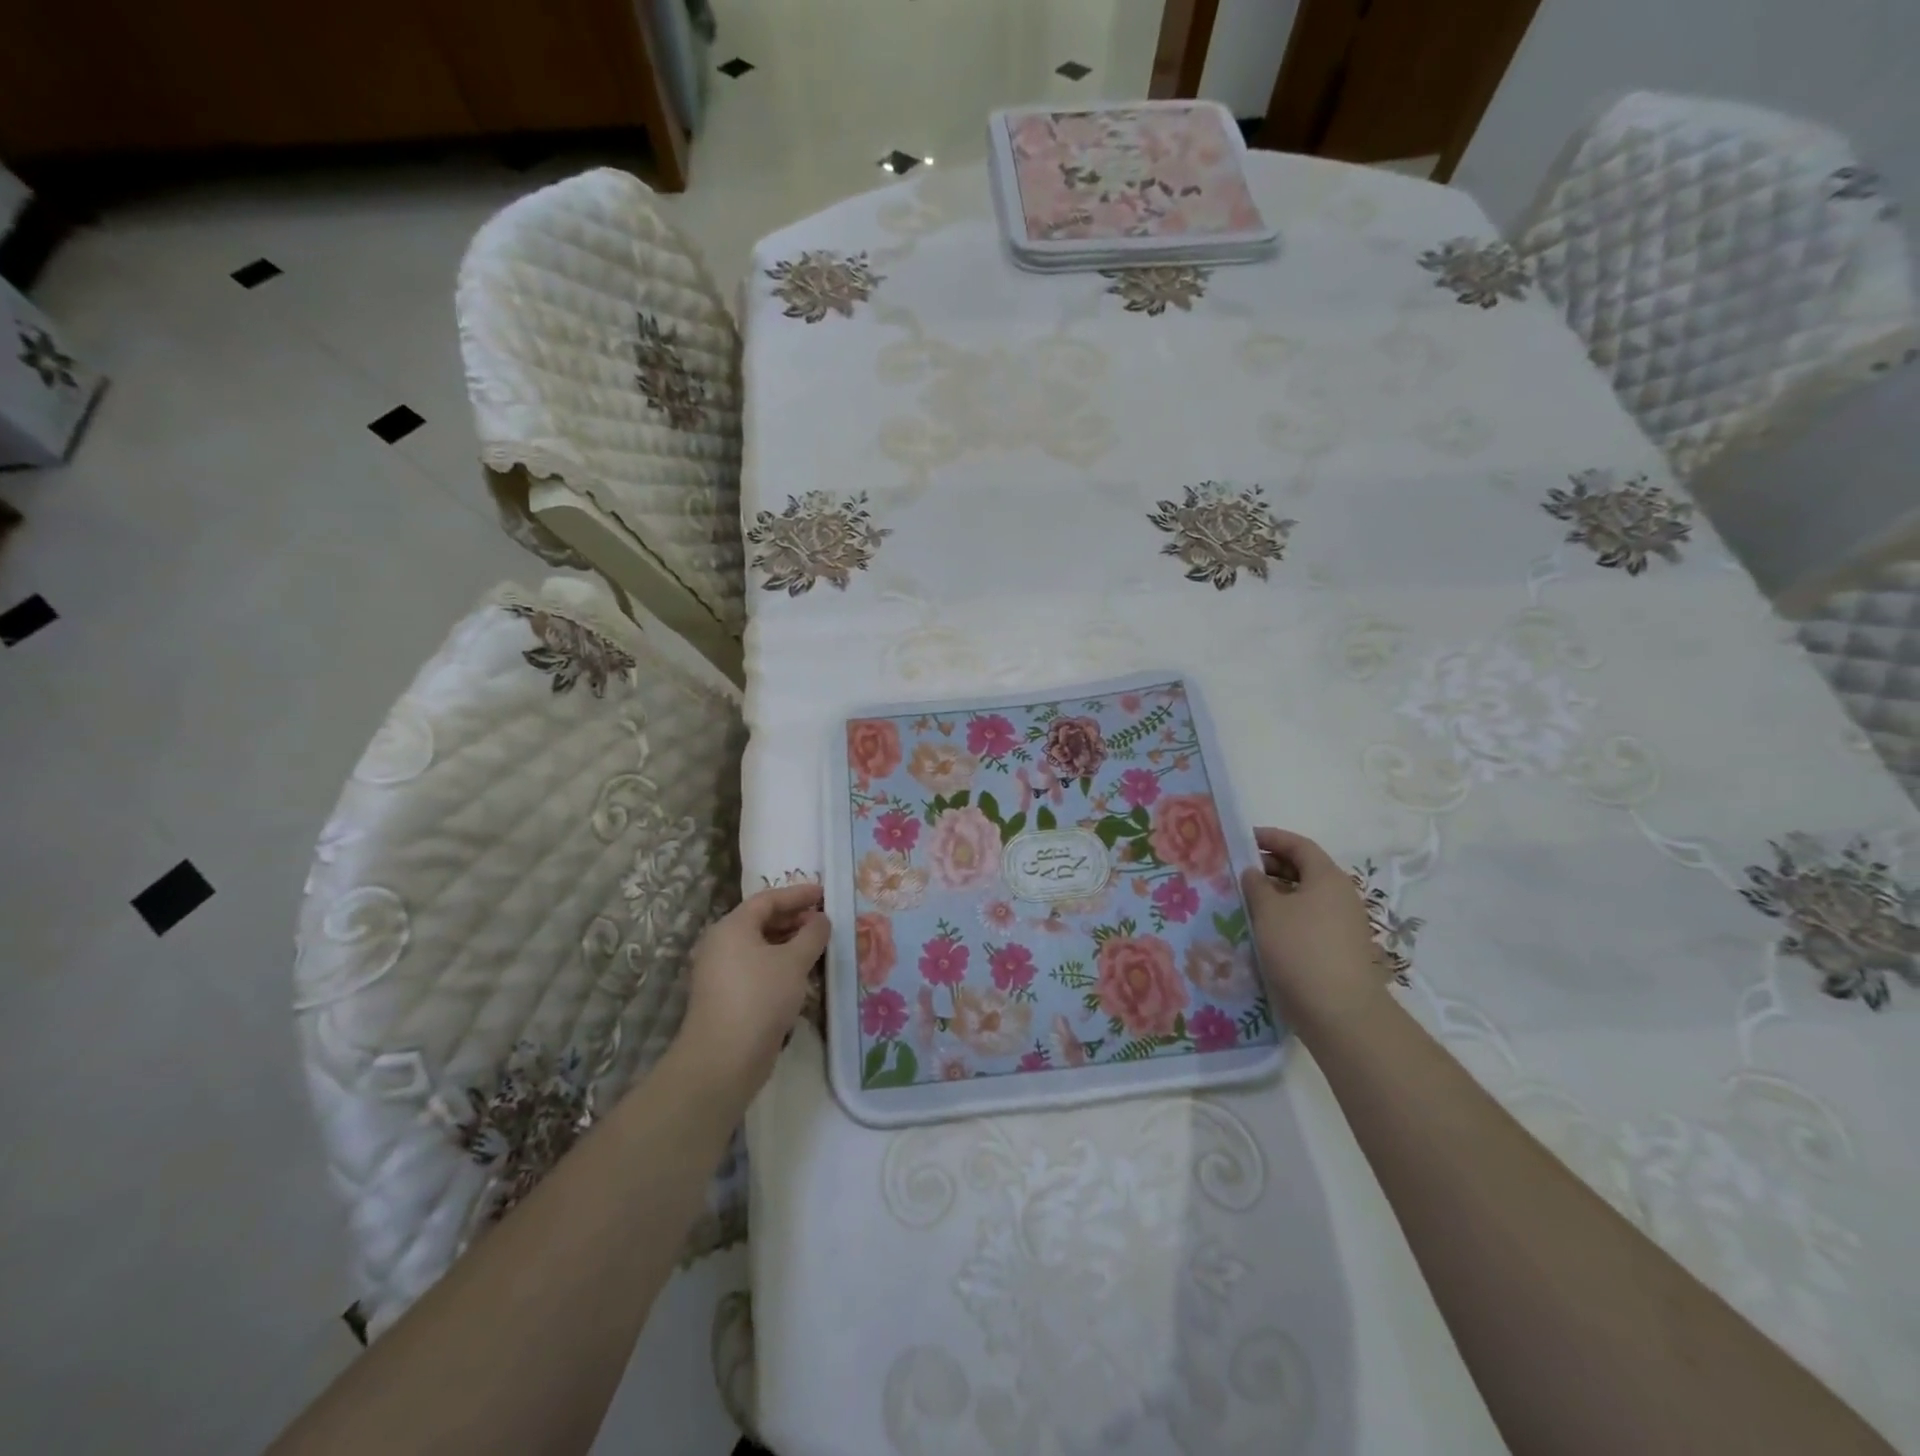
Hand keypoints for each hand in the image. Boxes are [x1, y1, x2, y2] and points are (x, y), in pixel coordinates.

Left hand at [673, 883, 829, 1104]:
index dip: (797, 894)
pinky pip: (757, 969)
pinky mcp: (726, 998)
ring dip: (789, 944)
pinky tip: (801, 976)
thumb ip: (812, 934)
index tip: (824, 894)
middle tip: (824, 921)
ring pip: (760, 948)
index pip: (767, 899)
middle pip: (761, 922)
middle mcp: (721, 945)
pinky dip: (779, 965)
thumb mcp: (794, 961)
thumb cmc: (760, 997)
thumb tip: (821, 919)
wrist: (723, 1059)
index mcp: (732, 927)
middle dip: (794, 919)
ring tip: (818, 947)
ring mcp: (721, 973)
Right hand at [1240, 827, 1385, 1034]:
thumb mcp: (1268, 911)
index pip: (1298, 845)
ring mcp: (1342, 924)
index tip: (1243, 839)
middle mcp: (1340, 896)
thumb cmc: (1301, 949)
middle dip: (1270, 866)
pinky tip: (1262, 929)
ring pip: (1304, 898)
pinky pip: (1307, 921)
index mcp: (1327, 877)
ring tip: (1244, 900)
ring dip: (1275, 894)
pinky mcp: (1338, 949)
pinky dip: (1284, 917)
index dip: (1270, 838)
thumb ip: (1255, 884)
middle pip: (1303, 869)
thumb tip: (1253, 872)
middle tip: (1237, 870)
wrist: (1340, 1012)